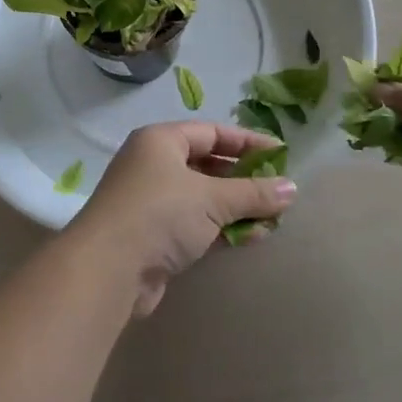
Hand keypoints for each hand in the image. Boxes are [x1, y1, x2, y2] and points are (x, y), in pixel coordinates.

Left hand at [62, 122, 296, 315]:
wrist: (108, 269)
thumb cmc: (160, 214)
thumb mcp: (212, 198)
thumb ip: (253, 193)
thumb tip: (292, 188)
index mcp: (161, 141)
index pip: (212, 132)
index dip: (248, 142)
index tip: (281, 153)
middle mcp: (152, 165)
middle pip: (207, 164)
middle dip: (244, 178)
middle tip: (278, 189)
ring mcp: (150, 202)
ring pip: (202, 197)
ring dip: (235, 207)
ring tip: (272, 217)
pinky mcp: (152, 236)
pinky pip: (194, 224)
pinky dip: (220, 228)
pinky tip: (250, 237)